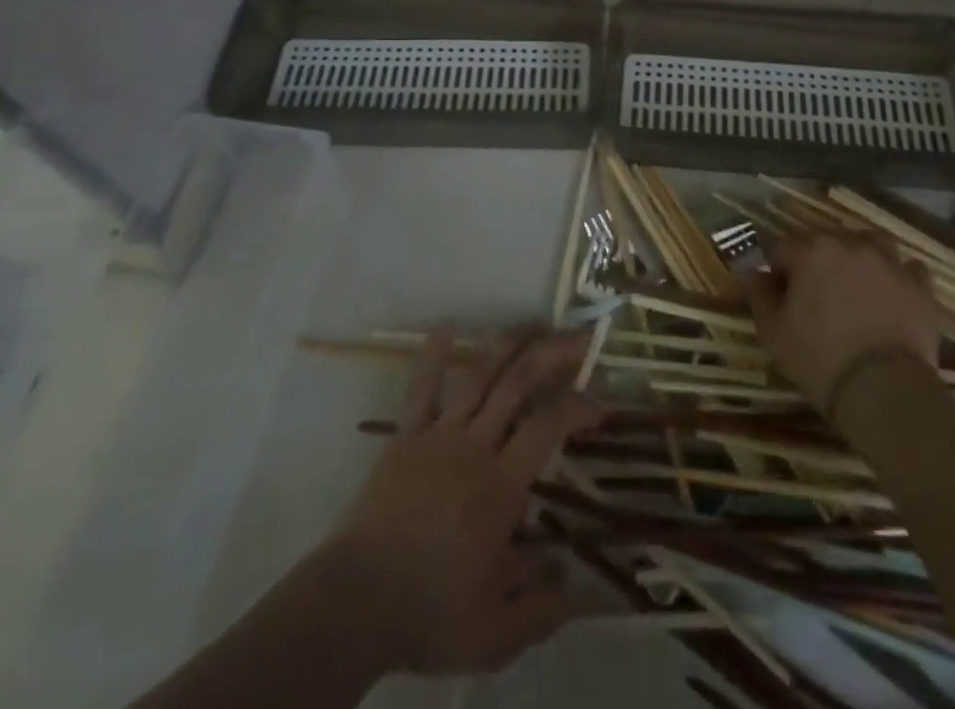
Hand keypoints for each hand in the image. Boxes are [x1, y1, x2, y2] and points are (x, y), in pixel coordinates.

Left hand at [324, 327, 599, 675]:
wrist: (353, 604)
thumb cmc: (427, 614)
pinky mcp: (404, 437)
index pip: (548, 428)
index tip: (600, 401)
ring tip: (531, 322)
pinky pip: (421, 389)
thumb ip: (541, 611)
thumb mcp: (494, 632)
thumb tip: (580, 593)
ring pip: (478, 375)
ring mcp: (437, 436)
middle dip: (551, 355)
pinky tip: (445, 327)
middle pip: (517, 384)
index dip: (578, 405)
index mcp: (500, 487)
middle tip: (577, 337)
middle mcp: (474, 446)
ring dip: (507, 343)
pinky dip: (433, 356)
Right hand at [741, 230, 942, 411]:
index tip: (778, 296)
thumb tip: (748, 268)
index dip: (776, 271)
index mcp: (811, 250)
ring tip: (855, 285)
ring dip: (859, 257)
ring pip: (870, 243)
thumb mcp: (773, 330)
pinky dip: (898, 276)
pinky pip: (908, 269)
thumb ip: (758, 292)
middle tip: (813, 296)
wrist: (885, 391)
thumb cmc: (819, 358)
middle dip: (815, 261)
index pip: (782, 247)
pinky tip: (892, 294)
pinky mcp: (920, 287)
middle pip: (825, 240)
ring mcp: (890, 263)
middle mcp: (851, 244)